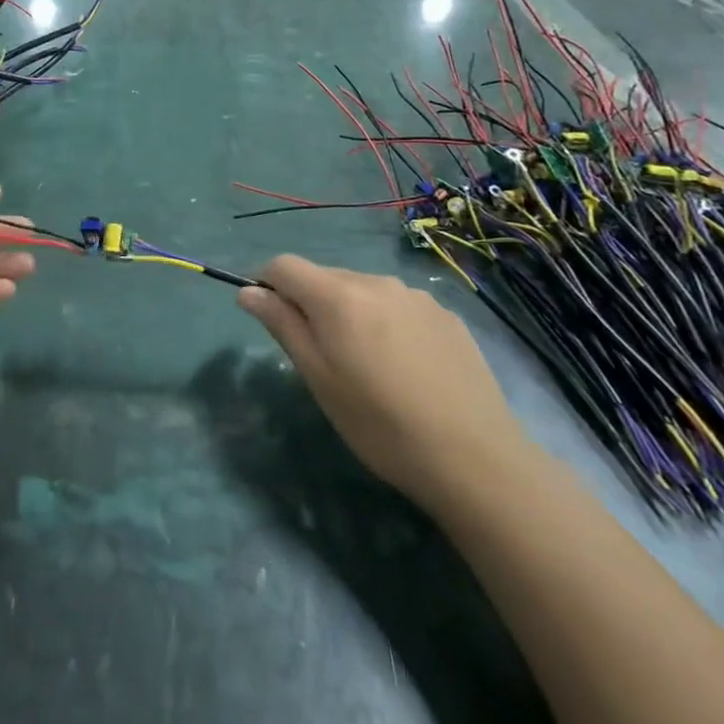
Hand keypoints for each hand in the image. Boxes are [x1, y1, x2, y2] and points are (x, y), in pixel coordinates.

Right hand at [238, 255, 529, 508]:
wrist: (476, 459)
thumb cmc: (380, 424)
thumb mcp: (318, 379)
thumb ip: (282, 325)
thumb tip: (247, 290)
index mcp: (338, 296)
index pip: (284, 265)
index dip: (266, 283)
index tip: (268, 317)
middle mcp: (376, 281)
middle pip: (324, 277)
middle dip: (310, 303)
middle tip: (319, 356)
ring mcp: (415, 296)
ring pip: (363, 291)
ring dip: (349, 313)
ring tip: (366, 365)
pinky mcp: (446, 315)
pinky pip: (398, 306)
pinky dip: (385, 323)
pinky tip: (404, 367)